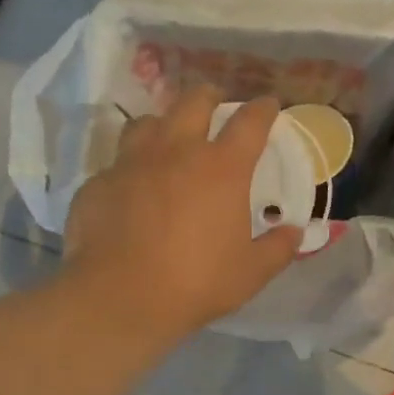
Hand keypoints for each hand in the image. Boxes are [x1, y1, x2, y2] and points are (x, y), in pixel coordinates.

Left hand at [64, 86, 302, 343]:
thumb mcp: (252, 272)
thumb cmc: (196, 282)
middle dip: (209, 96)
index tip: (269, 104)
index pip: (250, 122)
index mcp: (222, 168)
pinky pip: (117, 164)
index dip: (263, 109)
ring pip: (147, 122)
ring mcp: (132, 163)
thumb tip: (295, 233)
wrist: (120, 298)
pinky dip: (130, 168)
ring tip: (169, 137)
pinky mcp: (98, 183)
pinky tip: (132, 188)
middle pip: (193, 102)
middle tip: (215, 103)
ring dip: (164, 124)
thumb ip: (278, 248)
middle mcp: (176, 152)